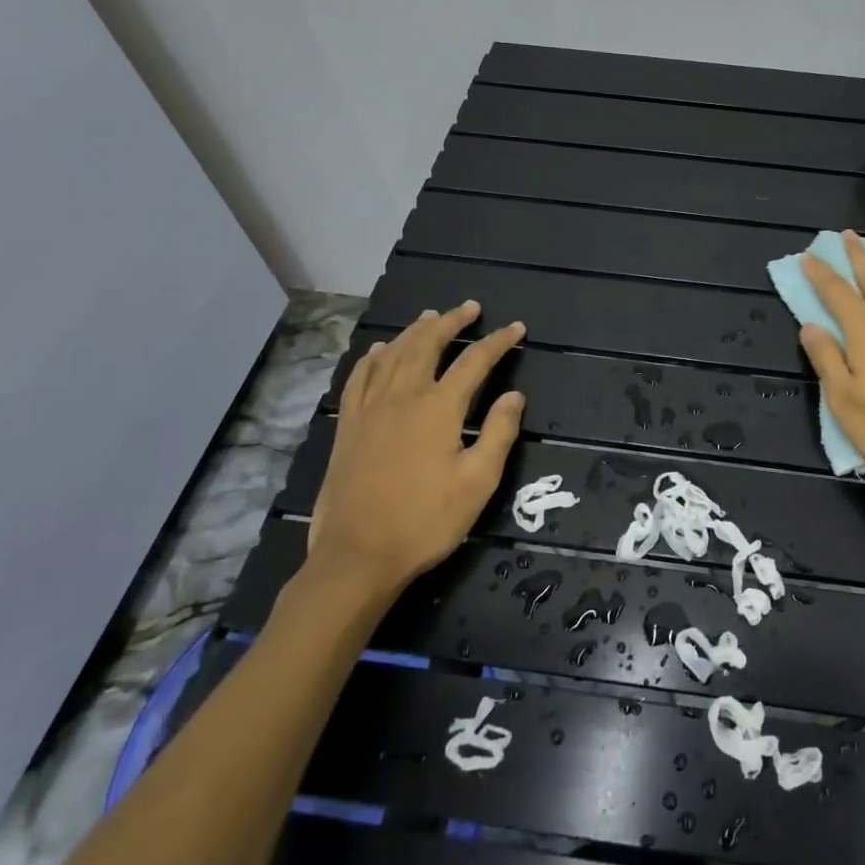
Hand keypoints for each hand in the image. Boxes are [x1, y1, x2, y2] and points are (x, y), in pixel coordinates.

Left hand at [305, 301, 525, 596]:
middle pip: (427, 344)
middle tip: (470, 308)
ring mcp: (370, 409)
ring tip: (430, 316)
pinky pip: (359, 378)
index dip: (498, 342)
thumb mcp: (477, 483)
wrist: (356, 556)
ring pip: (393, 354)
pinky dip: (372, 357)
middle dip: (451, 322)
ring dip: (415, 331)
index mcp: (438, 408)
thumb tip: (515, 396)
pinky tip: (379, 350)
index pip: (474, 362)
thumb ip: (498, 433)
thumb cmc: (425, 522)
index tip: (516, 328)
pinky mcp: (348, 427)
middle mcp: (403, 397)